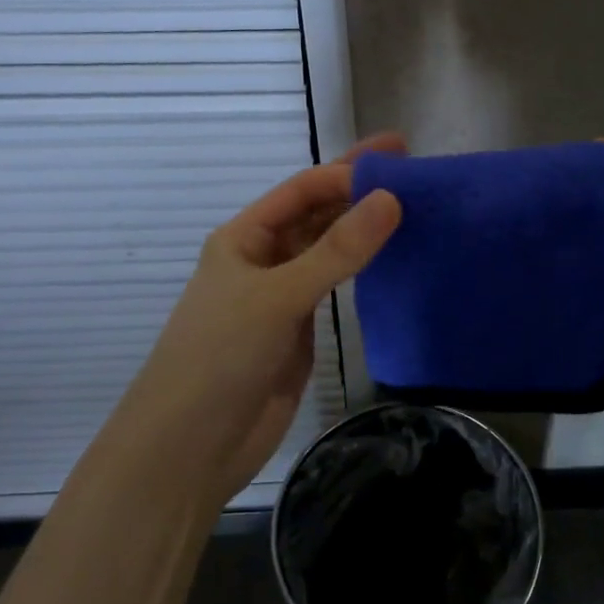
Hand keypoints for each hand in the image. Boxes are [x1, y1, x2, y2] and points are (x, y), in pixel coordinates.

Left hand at [119, 134, 404, 507]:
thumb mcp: (279, 296)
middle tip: (413, 169)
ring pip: (328, 250)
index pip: (303, 190)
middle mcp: (263, 259)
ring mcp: (282, 295)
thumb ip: (337, 251)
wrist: (191, 447)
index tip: (398, 156)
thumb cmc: (220, 357)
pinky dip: (361, 268)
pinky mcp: (298, 329)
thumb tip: (391, 199)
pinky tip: (390, 256)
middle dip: (358, 190)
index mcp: (244, 237)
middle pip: (317, 214)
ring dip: (363, 228)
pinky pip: (334, 286)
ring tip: (412, 206)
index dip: (348, 170)